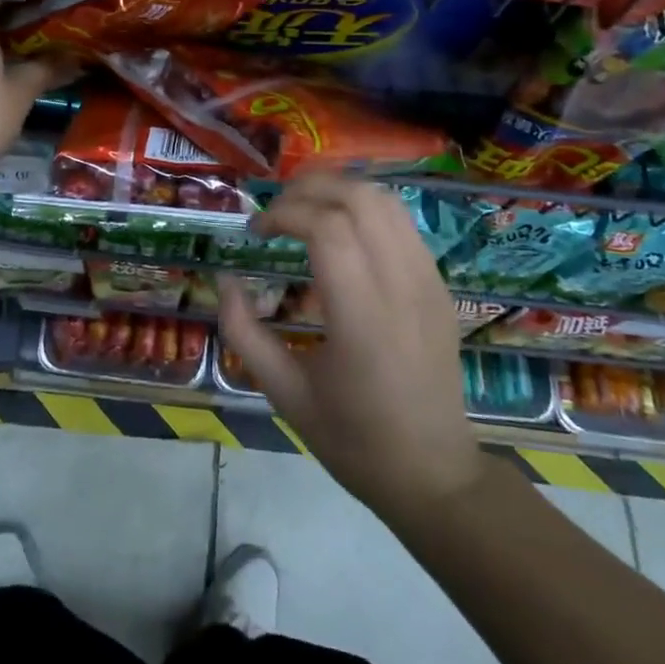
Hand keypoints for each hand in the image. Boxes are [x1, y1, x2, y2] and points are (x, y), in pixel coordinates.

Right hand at [219, 175, 480, 526]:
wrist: (434, 475)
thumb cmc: (353, 440)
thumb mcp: (283, 393)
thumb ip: (244, 331)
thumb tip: (225, 279)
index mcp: (363, 318)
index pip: (327, 228)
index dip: (284, 214)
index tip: (256, 232)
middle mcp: (402, 287)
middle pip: (359, 198)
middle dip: (309, 189)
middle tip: (276, 211)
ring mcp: (429, 282)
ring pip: (386, 200)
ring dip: (339, 190)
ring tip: (305, 209)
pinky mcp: (440, 285)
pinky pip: (403, 222)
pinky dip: (366, 207)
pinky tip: (341, 229)